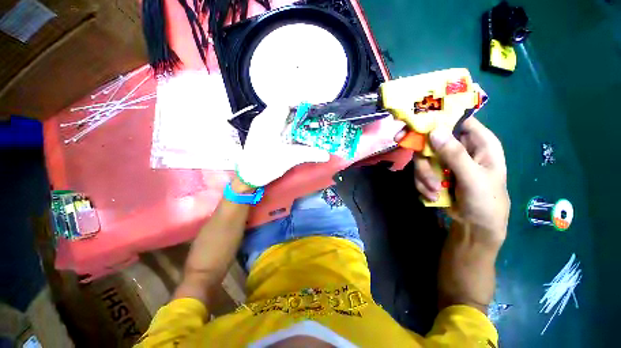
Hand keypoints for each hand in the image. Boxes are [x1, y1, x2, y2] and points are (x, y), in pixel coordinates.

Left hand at [236, 105, 329, 186]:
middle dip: (299, 114)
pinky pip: (277, 126)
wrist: (248, 177)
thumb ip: (309, 154)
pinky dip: (287, 128)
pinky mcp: (262, 135)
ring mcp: (262, 127)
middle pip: (283, 109)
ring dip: (293, 121)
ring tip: (307, 127)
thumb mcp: (290, 158)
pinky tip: (295, 136)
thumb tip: (326, 155)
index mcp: (268, 121)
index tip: (313, 110)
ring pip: (280, 117)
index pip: (285, 103)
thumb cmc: (266, 165)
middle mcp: (264, 120)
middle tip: (313, 120)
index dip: (299, 104)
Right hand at [409, 118, 509, 240]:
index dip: (437, 119)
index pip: (457, 120)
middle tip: (424, 174)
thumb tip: (434, 131)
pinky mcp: (434, 172)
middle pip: (431, 140)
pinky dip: (422, 184)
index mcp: (479, 142)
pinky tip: (433, 196)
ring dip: (424, 177)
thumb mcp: (473, 178)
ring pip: (422, 158)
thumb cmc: (486, 201)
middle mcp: (460, 147)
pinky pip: (419, 171)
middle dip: (424, 160)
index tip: (415, 126)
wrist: (474, 226)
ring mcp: (444, 160)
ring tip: (435, 191)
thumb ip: (455, 155)